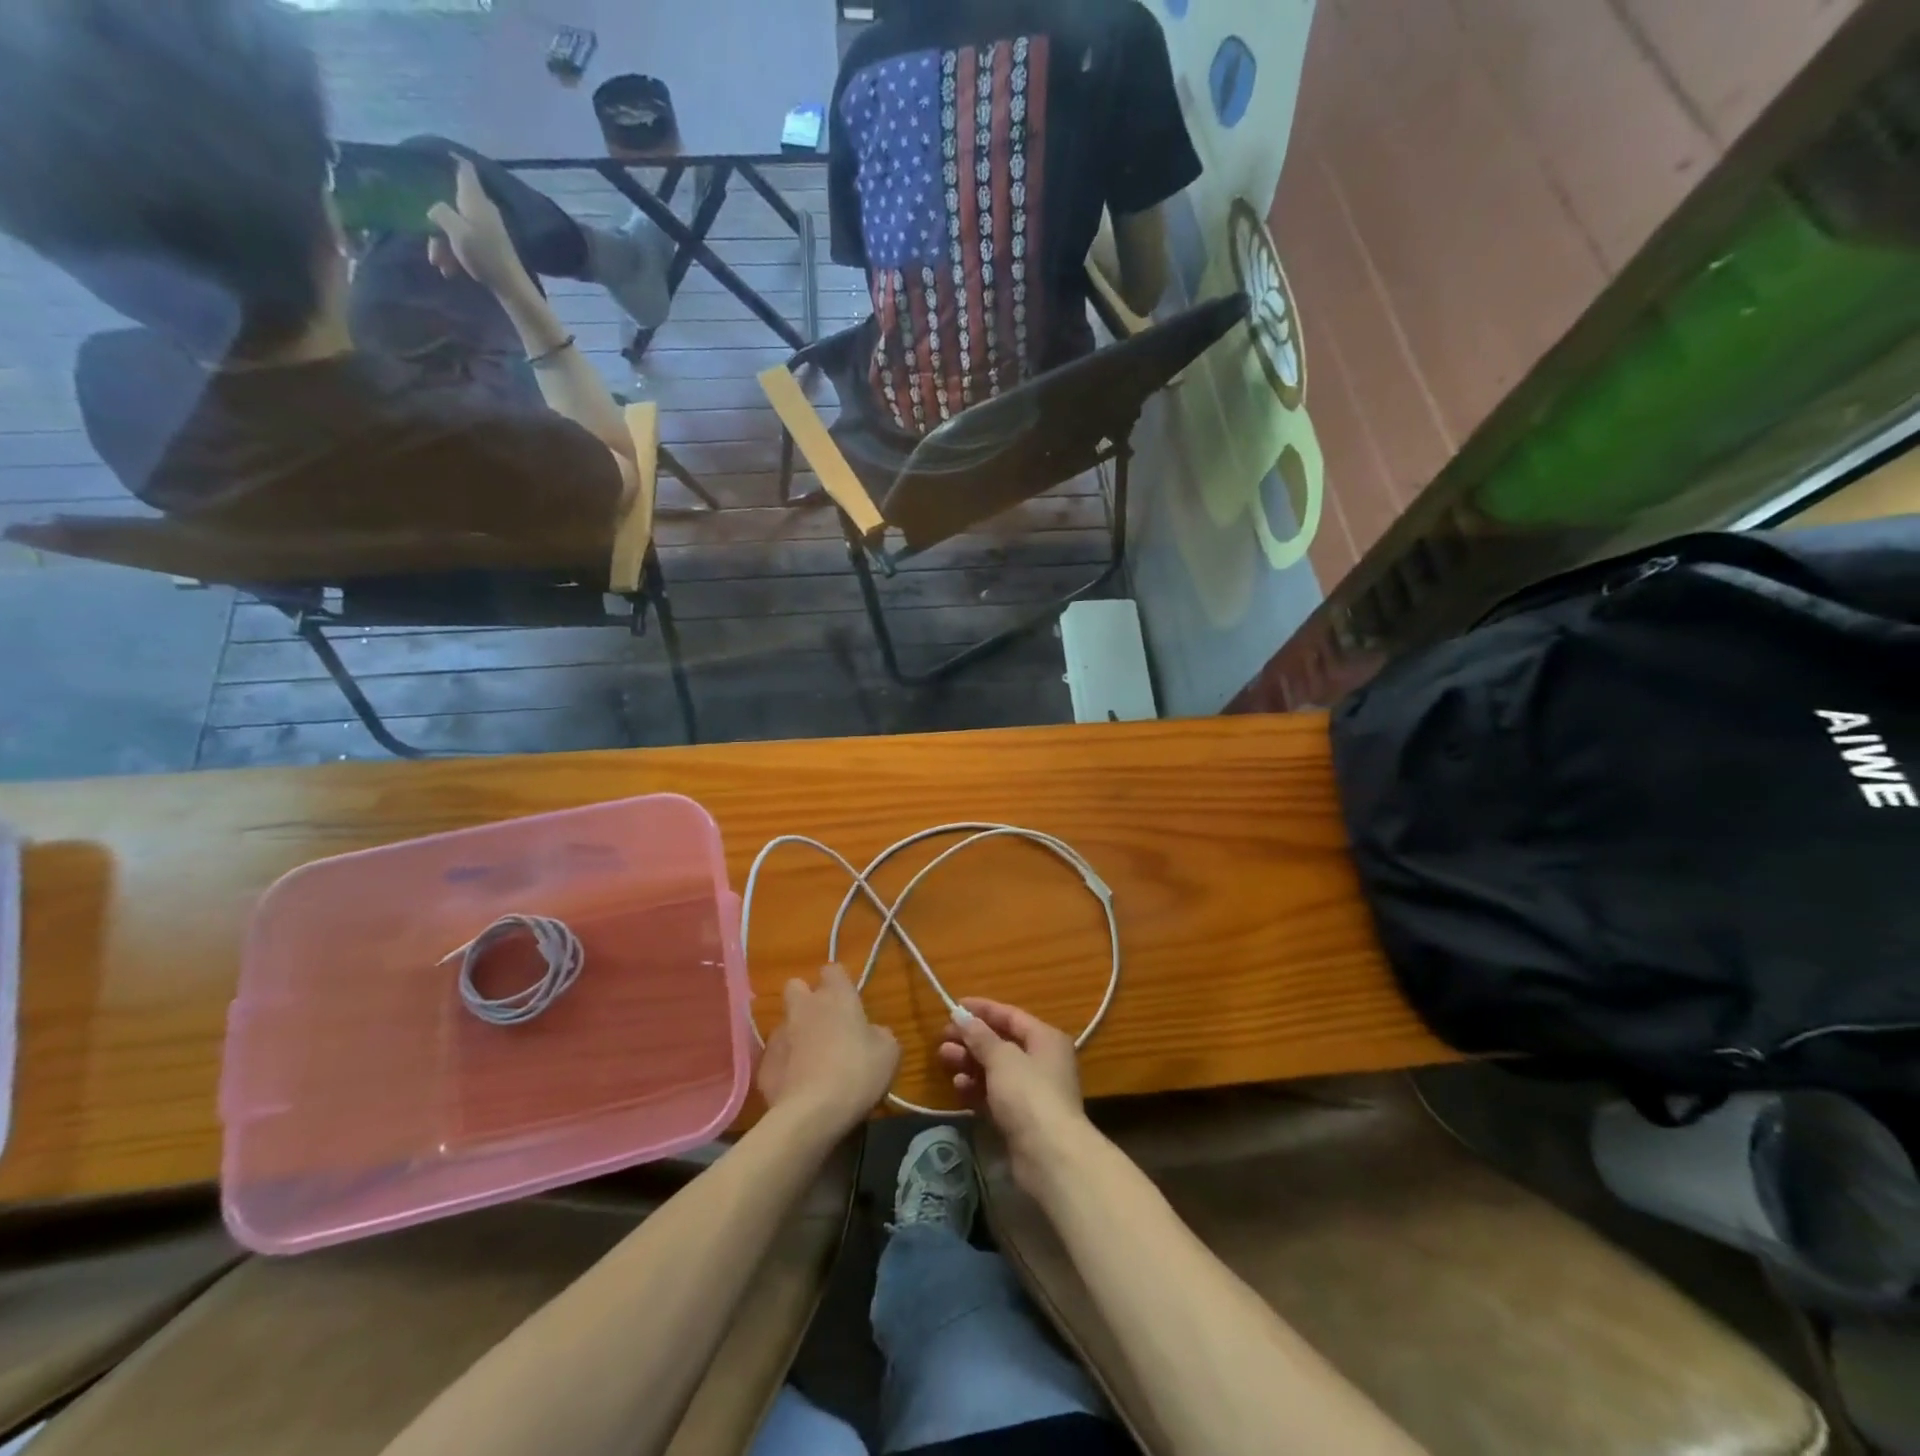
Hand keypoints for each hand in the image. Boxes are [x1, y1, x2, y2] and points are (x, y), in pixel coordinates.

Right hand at [427, 158, 533, 299]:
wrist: (512, 288)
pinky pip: (466, 243)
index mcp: (475, 199)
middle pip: (453, 205)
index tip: (440, 155)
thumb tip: (436, 208)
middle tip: (432, 247)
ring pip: (457, 227)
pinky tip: (450, 271)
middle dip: (438, 224)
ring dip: (444, 245)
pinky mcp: (490, 246)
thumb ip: (441, 212)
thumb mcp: (456, 231)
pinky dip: (456, 254)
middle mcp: (482, 210)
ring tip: (441, 265)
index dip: (453, 159)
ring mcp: (487, 229)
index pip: (465, 169)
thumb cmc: (484, 256)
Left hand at [757, 965, 899, 1135]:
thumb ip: (878, 1034)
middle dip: (806, 999)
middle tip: (823, 1023)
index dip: (839, 982)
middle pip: (796, 987)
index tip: (847, 999)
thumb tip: (870, 1033)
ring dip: (796, 1035)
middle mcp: (804, 1008)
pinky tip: (798, 1086)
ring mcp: (779, 1036)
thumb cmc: (857, 1073)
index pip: (833, 969)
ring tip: (811, 1062)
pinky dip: (785, 1066)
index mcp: (836, 997)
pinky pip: (775, 1057)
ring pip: (784, 1024)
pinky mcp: (763, 1066)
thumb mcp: (889, 1052)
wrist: (811, 1114)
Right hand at [938, 999, 1086, 1188]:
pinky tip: (958, 1086)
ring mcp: (1032, 1092)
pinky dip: (976, 1088)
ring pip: (995, 1070)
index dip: (982, 1010)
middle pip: (1001, 1043)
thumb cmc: (1029, 1094)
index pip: (1011, 1016)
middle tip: (943, 1038)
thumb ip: (980, 1036)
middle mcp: (1042, 1061)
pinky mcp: (1021, 1119)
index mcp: (1046, 1039)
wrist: (1050, 1156)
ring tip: (944, 1058)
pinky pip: (994, 1095)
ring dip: (970, 1063)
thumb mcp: (1002, 1058)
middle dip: (971, 1039)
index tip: (954, 1007)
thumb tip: (962, 1016)